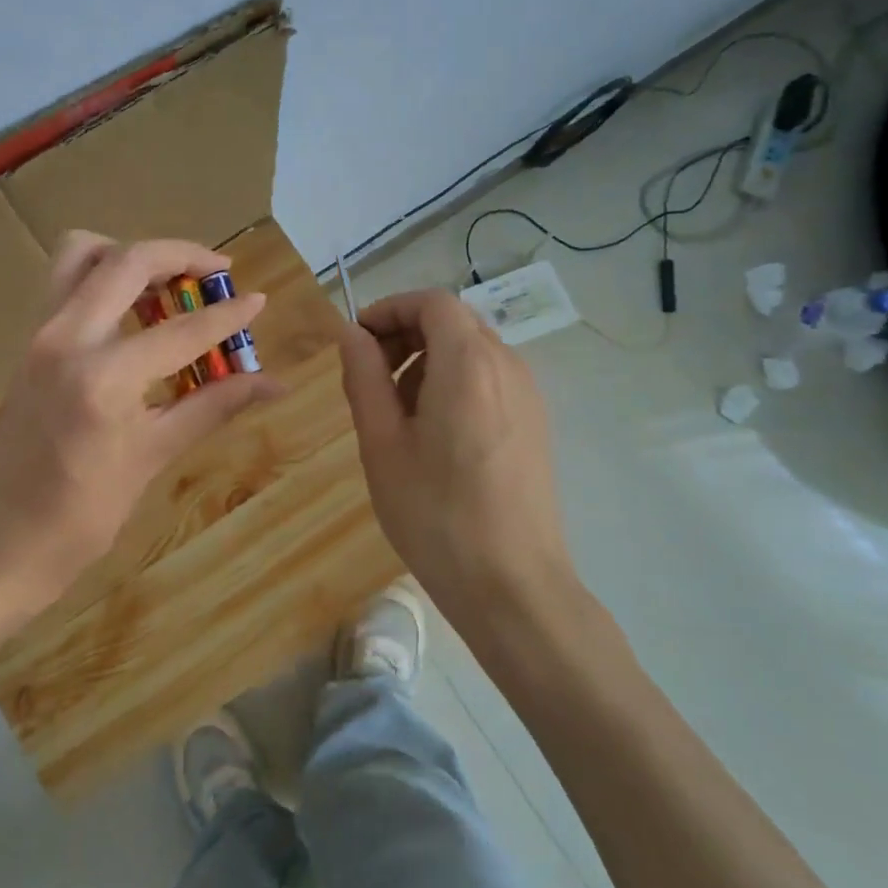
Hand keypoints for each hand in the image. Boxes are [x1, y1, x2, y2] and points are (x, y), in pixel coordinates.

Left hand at [0, 232, 283, 614]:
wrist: (0, 542)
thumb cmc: (81, 515)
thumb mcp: (153, 457)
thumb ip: (213, 407)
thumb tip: (273, 385)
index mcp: (103, 377)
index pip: (181, 331)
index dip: (227, 315)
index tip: (258, 301)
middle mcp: (66, 338)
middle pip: (126, 260)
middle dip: (179, 255)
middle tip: (217, 272)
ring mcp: (40, 336)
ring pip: (82, 255)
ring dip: (132, 257)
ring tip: (171, 287)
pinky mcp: (29, 343)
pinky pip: (66, 283)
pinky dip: (104, 278)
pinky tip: (135, 315)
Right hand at [338, 289, 573, 627]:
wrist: (512, 585)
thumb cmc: (435, 514)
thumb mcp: (381, 443)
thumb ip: (364, 377)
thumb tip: (352, 334)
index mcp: (468, 364)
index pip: (432, 302)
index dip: (390, 309)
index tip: (357, 342)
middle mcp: (507, 367)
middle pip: (454, 322)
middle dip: (406, 334)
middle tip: (371, 377)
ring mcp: (529, 396)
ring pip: (472, 350)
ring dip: (428, 361)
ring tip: (398, 414)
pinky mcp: (535, 424)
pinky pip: (490, 379)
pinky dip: (454, 383)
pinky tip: (434, 435)